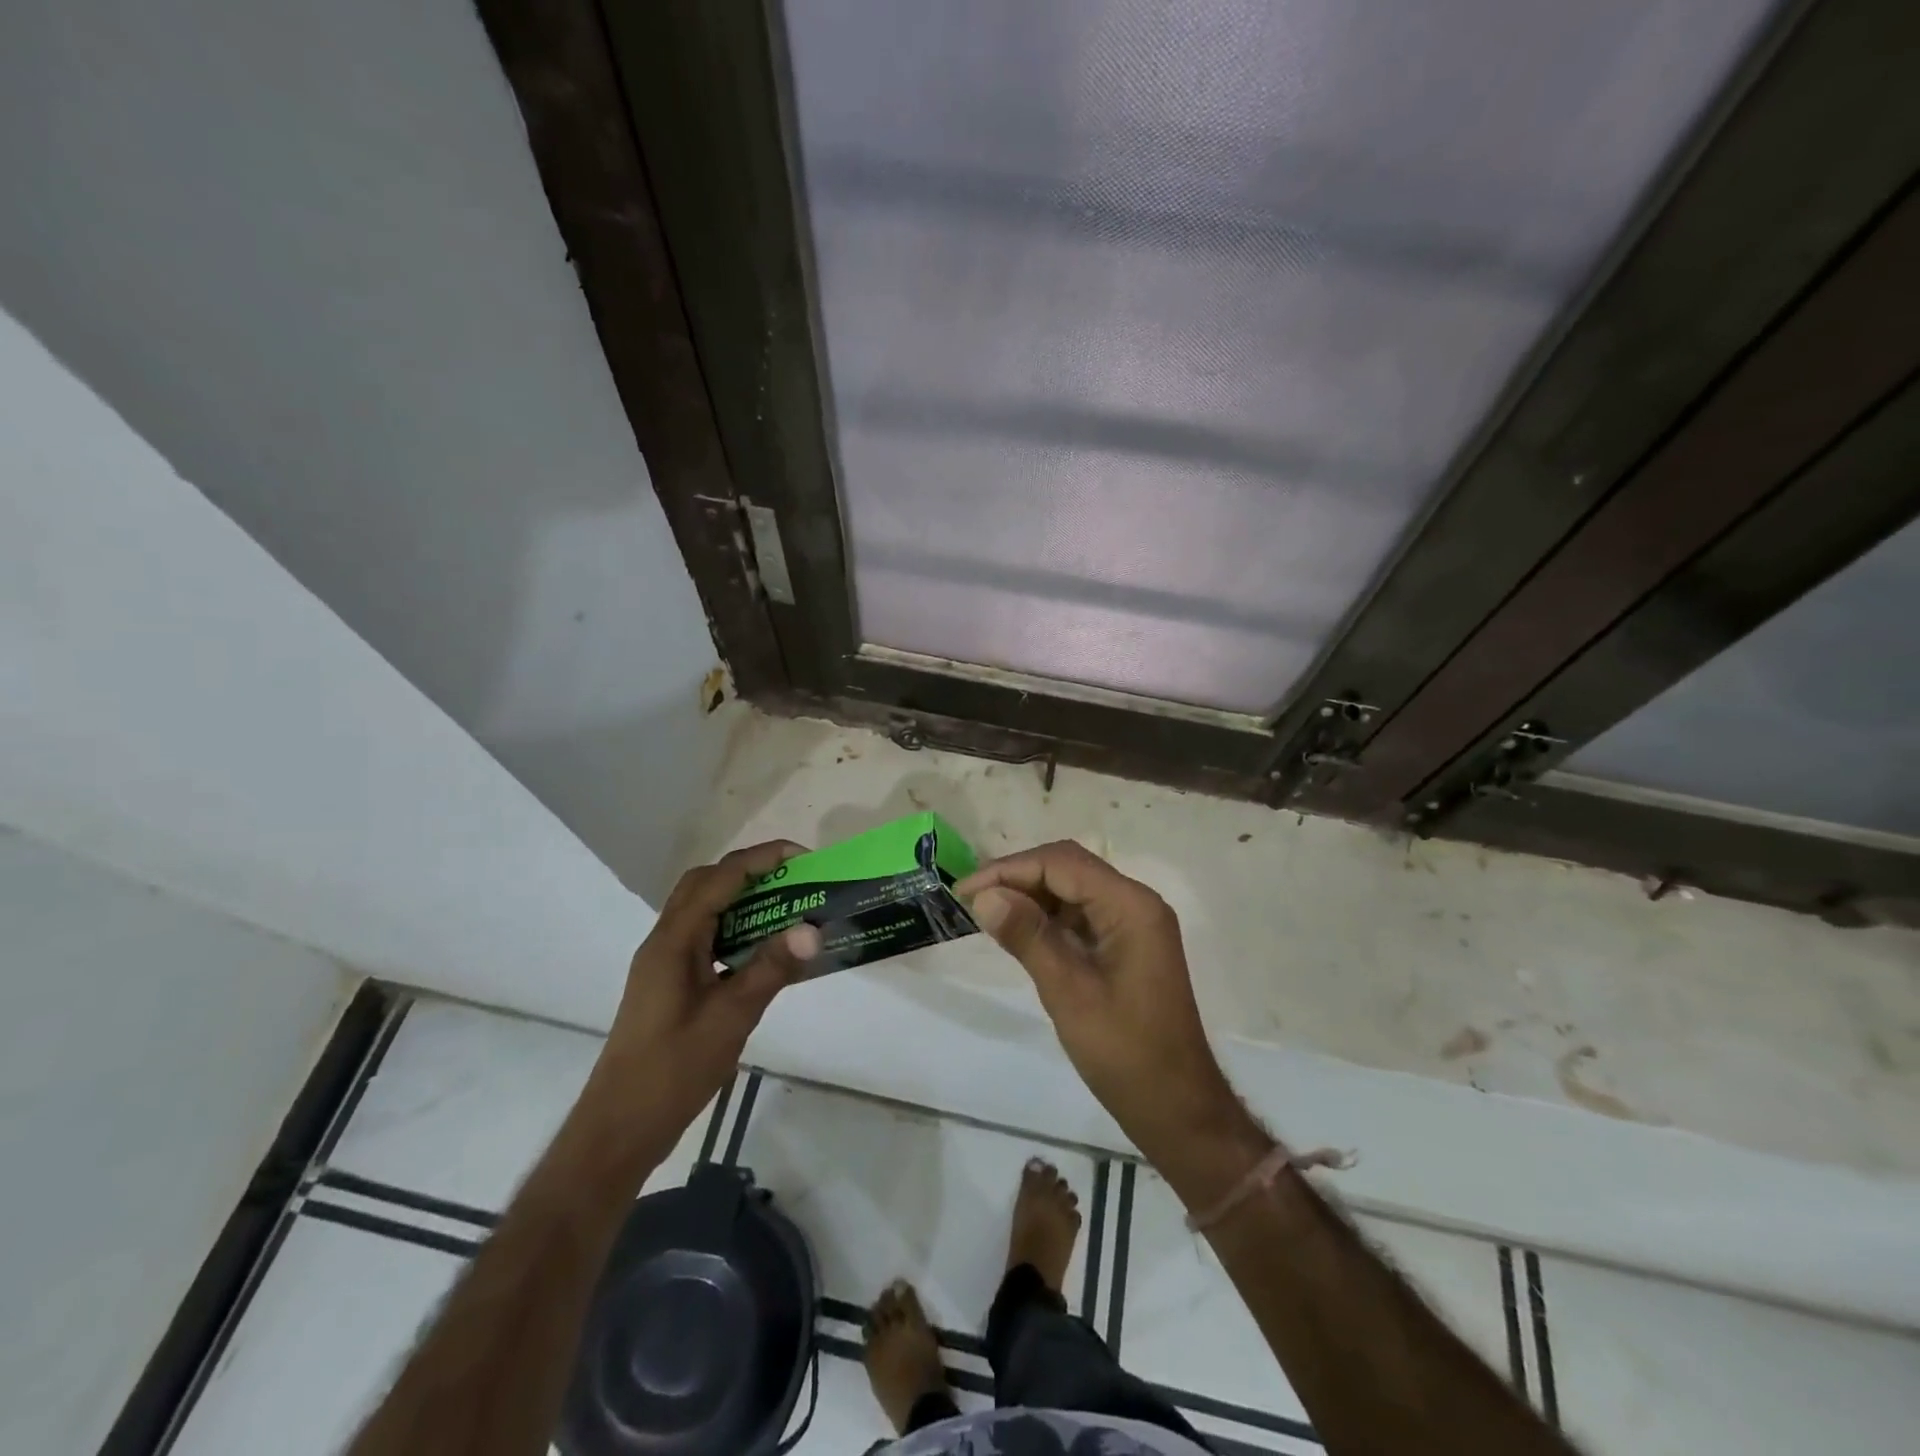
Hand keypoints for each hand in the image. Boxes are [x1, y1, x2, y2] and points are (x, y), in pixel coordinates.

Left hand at [597, 841, 820, 1139]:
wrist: (620, 1127)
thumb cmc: (672, 1071)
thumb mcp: (731, 1017)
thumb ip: (771, 968)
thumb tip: (812, 927)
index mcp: (674, 941)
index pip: (720, 879)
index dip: (761, 859)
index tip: (803, 857)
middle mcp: (664, 942)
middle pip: (705, 884)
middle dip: (750, 871)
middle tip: (793, 879)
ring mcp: (664, 963)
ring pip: (703, 911)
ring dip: (742, 899)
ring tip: (786, 907)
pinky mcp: (669, 984)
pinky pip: (704, 938)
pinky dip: (734, 930)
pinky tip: (763, 951)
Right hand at [958, 841, 1234, 1149]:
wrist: (1177, 1108)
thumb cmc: (1125, 1053)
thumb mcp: (1069, 993)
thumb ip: (1028, 937)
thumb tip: (985, 896)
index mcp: (1131, 906)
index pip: (1062, 863)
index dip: (1009, 870)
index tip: (965, 891)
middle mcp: (1136, 902)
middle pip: (1068, 867)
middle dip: (1018, 877)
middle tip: (971, 899)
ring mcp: (1134, 923)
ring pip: (1073, 888)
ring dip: (1030, 894)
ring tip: (987, 912)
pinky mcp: (1127, 943)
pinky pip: (1082, 913)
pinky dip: (1048, 916)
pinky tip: (1019, 930)